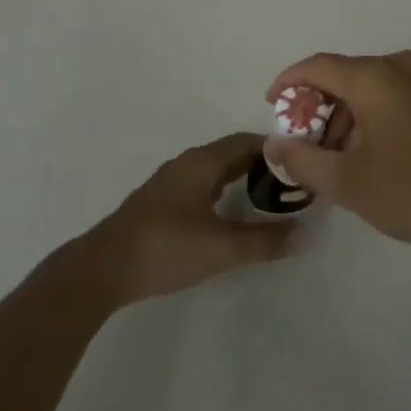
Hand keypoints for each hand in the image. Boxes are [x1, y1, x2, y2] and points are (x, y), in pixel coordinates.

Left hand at [81, 133, 302, 307]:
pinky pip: (202, 183)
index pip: (247, 141)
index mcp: (202, 162)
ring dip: (241, 177)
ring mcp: (170, 182)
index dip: (276, 149)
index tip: (301, 163)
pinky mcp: (160, 202)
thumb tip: (307, 234)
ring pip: (215, 169)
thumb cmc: (166, 248)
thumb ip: (265, 241)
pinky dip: (223, 189)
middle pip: (232, 152)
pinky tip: (229, 212)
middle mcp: (187, 163)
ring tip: (267, 197)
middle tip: (291, 183)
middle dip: (262, 164)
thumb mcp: (221, 248)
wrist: (103, 269)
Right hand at [262, 51, 410, 262]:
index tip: (270, 105)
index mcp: (373, 76)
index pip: (317, 66)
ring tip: (331, 162)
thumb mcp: (346, 181)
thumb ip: (302, 159)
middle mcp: (398, 68)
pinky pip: (388, 98)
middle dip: (316, 109)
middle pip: (342, 77)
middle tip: (301, 146)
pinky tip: (363, 158)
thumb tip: (274, 143)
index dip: (289, 83)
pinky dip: (367, 120)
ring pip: (366, 89)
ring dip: (342, 118)